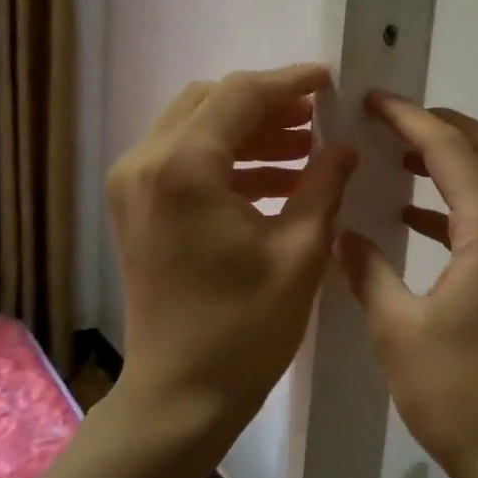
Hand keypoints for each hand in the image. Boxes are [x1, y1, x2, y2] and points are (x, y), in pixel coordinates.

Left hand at [108, 64, 357, 430]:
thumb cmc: (245, 329)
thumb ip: (324, 185)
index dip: (289, 83)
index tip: (330, 81)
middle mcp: (146, 164)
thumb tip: (345, 146)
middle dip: (267, 105)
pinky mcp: (135, 208)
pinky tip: (275, 181)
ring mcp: (132, 186)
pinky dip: (227, 160)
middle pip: (211, 101)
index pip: (240, 95)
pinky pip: (183, 160)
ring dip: (249, 132)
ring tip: (305, 150)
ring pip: (195, 127)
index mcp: (185, 169)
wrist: (180, 396)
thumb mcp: (300, 252)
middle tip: (318, 120)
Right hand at [337, 92, 477, 477]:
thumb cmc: (456, 394)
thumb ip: (368, 272)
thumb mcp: (397, 330)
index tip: (373, 101)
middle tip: (393, 123)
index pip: (452, 150)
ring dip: (456, 159)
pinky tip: (415, 219)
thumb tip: (343, 236)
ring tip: (400, 159)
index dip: (410, 119)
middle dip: (445, 125)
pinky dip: (460, 200)